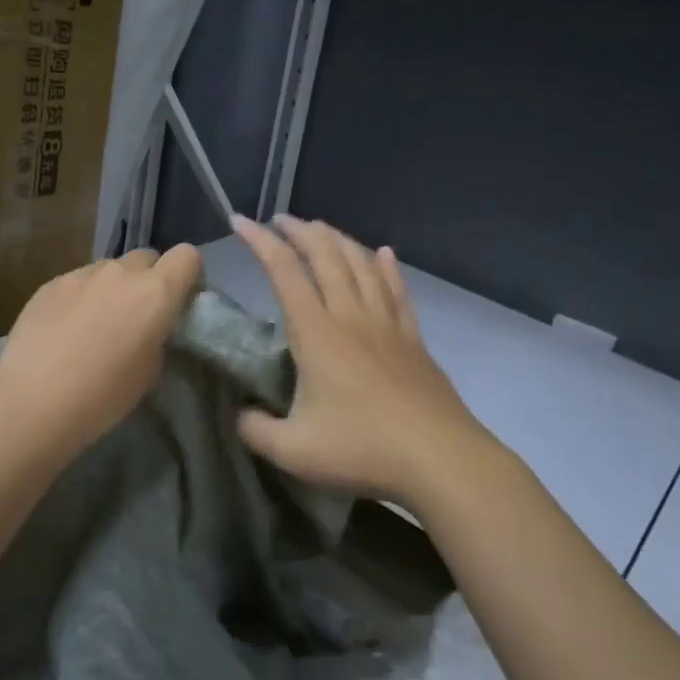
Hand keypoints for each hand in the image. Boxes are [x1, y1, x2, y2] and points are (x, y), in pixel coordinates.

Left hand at [0, 246, 204, 463]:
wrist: (33, 401)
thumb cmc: (103, 395)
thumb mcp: (149, 372)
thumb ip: (156, 336)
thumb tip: (147, 327)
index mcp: (155, 292)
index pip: (187, 256)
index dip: (187, 276)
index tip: (178, 302)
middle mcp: (120, 272)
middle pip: (146, 258)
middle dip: (147, 280)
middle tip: (136, 316)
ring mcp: (81, 274)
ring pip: (109, 269)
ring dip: (111, 288)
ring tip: (94, 325)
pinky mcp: (50, 283)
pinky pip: (78, 282)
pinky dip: (80, 298)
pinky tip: (64, 329)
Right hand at [232, 215, 510, 508]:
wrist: (440, 459)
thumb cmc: (362, 449)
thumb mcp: (292, 450)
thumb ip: (255, 430)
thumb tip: (240, 415)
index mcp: (317, 334)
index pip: (284, 271)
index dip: (260, 242)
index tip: (239, 221)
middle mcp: (351, 316)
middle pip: (326, 256)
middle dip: (300, 231)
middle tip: (279, 220)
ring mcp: (386, 325)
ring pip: (362, 265)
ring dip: (338, 240)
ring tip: (320, 228)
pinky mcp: (413, 339)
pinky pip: (397, 290)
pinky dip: (387, 267)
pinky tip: (384, 254)